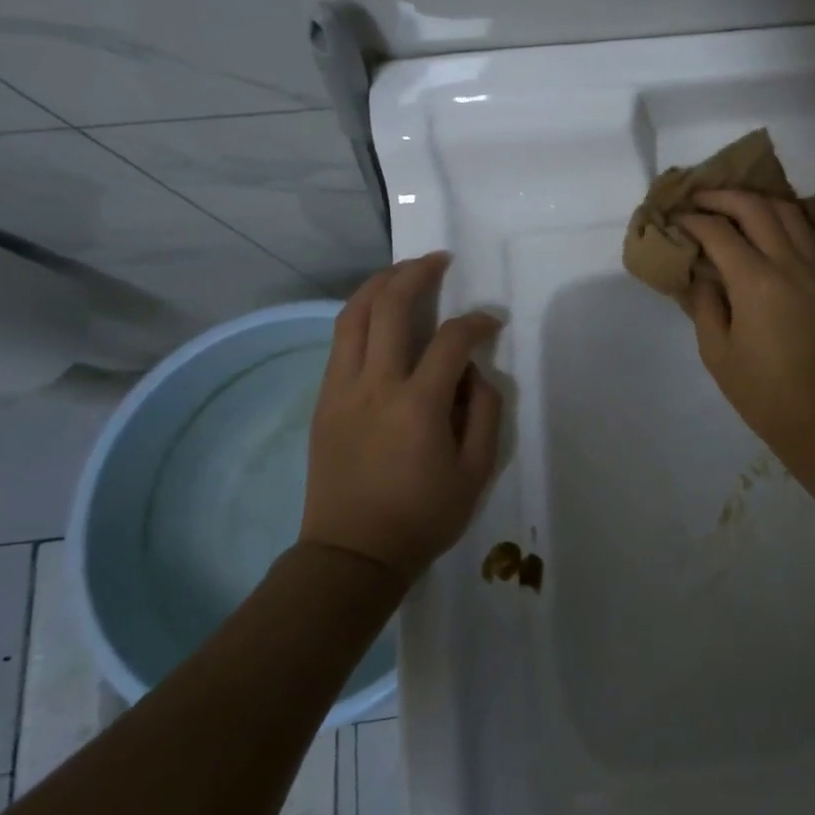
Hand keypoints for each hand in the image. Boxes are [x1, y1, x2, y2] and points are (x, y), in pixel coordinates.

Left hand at [302, 253, 503, 577]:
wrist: (351, 554)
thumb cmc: (423, 516)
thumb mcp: (477, 471)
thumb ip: (484, 412)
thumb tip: (474, 372)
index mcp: (418, 405)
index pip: (452, 340)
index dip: (477, 322)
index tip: (491, 323)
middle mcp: (375, 385)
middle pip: (390, 307)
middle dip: (417, 273)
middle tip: (439, 260)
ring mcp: (342, 389)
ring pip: (354, 315)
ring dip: (381, 283)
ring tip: (404, 270)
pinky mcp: (324, 399)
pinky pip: (341, 340)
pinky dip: (361, 313)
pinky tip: (379, 311)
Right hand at [677, 190, 814, 456]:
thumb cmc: (762, 391)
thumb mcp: (716, 352)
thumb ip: (705, 303)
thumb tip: (702, 273)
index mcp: (756, 282)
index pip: (719, 232)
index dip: (694, 220)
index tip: (676, 219)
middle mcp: (790, 263)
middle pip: (756, 207)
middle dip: (723, 196)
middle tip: (700, 199)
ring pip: (789, 211)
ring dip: (758, 200)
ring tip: (735, 206)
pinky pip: (810, 232)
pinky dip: (787, 219)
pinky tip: (771, 228)